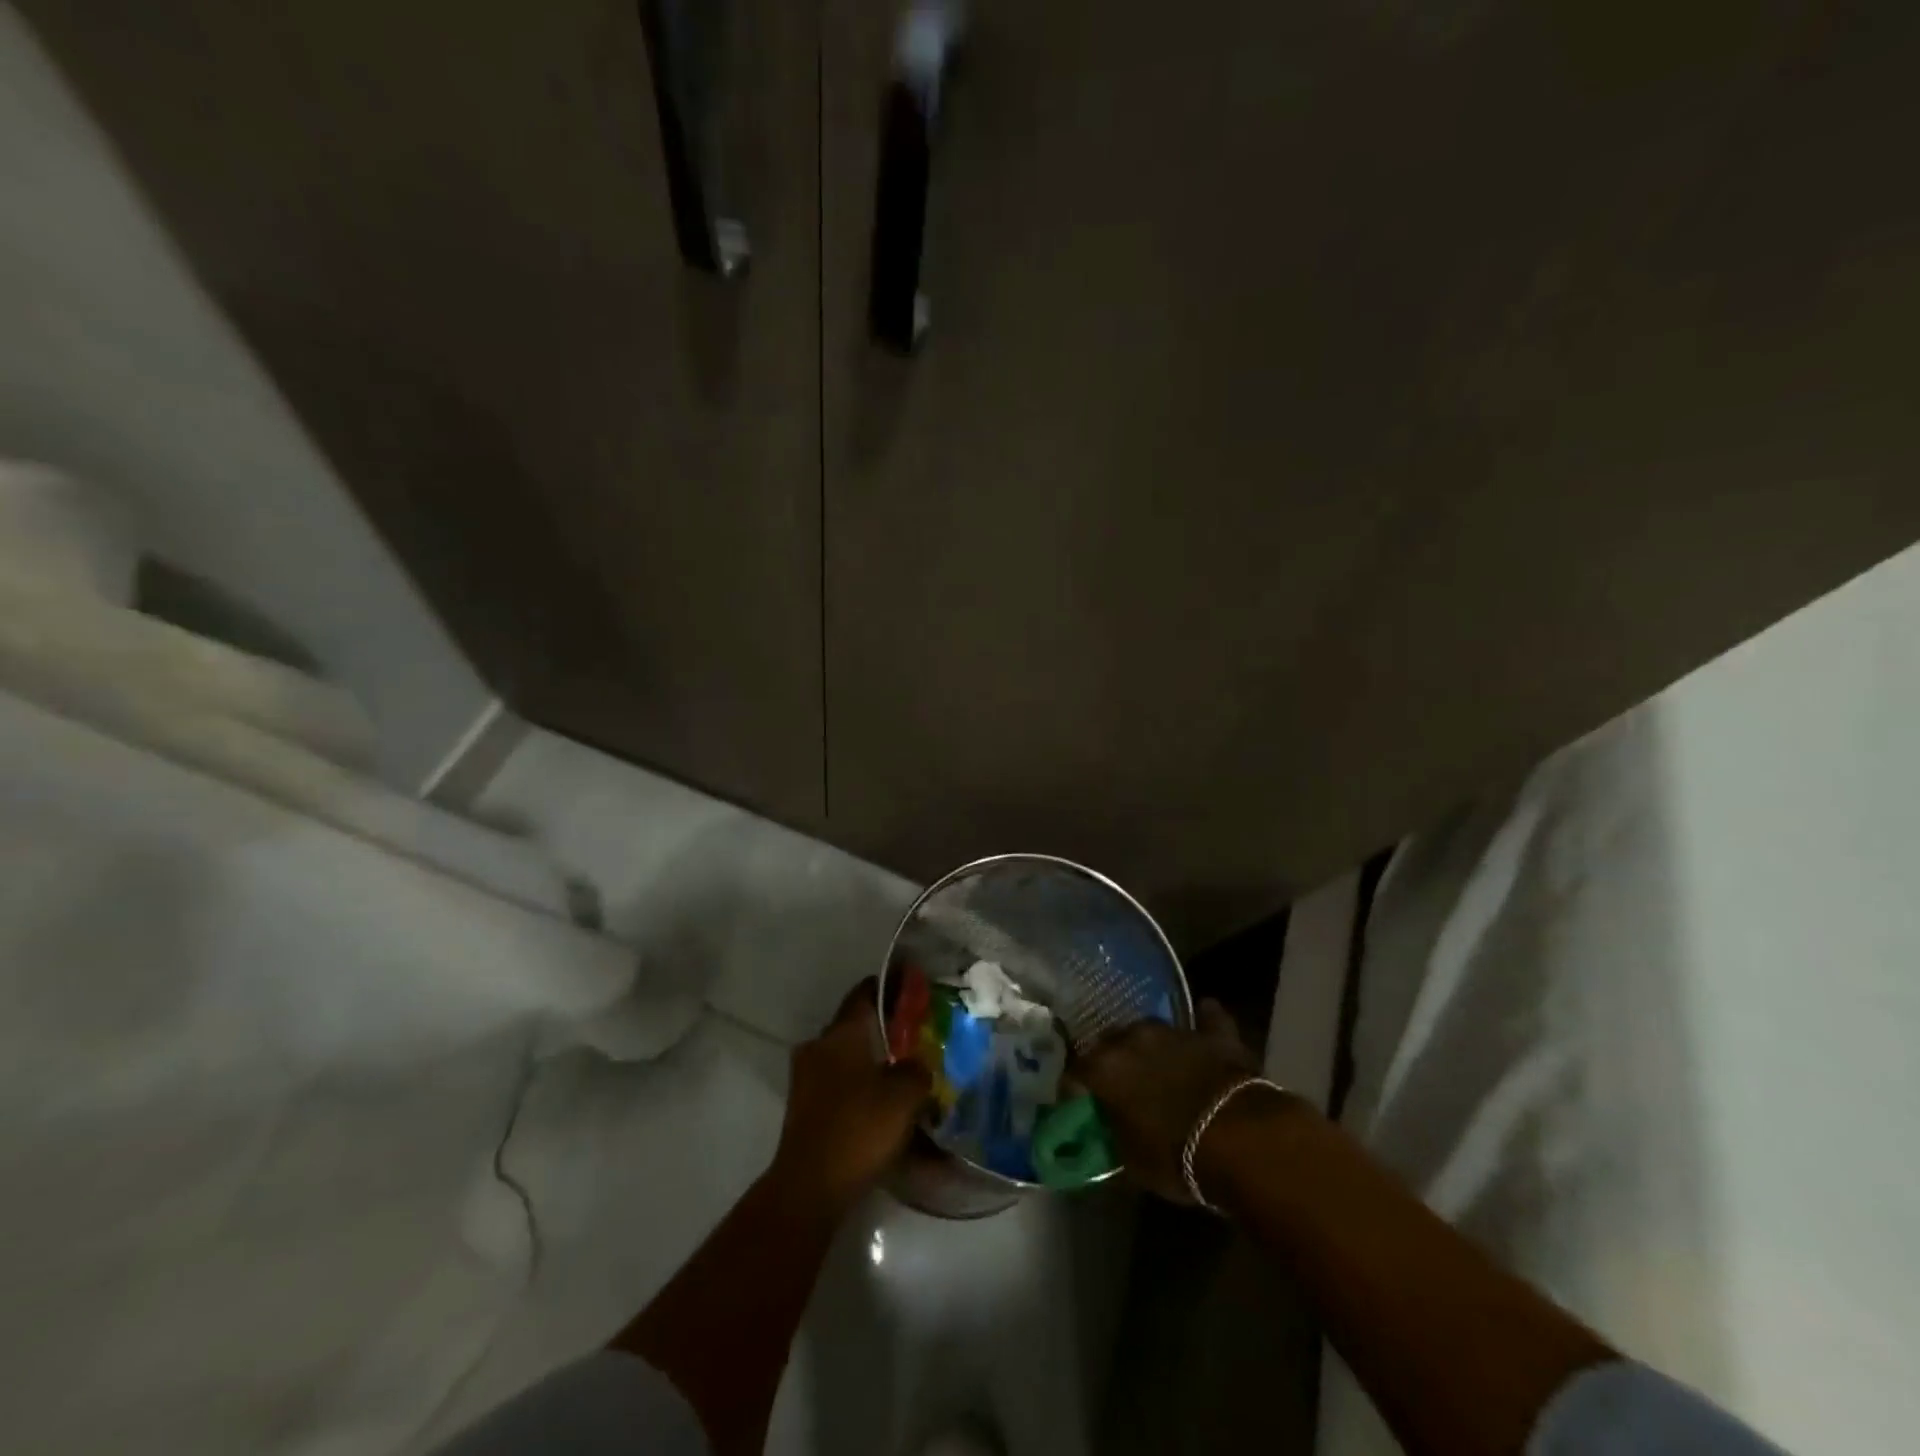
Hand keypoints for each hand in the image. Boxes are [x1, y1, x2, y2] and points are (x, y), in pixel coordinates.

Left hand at [769, 979, 931, 1212]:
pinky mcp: (804, 1107)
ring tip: (902, 1073)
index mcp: (842, 1032)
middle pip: (856, 1025)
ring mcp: (806, 1077)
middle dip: (884, 1028)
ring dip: (872, 1061)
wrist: (810, 1187)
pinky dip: (860, 1087)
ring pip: (847, 1056)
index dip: (891, 986)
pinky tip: (882, 1104)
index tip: (914, 986)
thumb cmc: (860, 1128)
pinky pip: (839, 1084)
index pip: (866, 992)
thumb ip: (917, 1071)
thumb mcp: (905, 1095)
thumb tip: (916, 1065)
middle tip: (915, 1035)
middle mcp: (820, 1045)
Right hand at [1076, 999, 1260, 1201]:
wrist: (1239, 1139)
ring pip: (1152, 1029)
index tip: (1079, 1097)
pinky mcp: (1215, 1034)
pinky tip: (1205, 1017)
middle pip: (1112, 1040)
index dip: (1076, 1084)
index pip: (1077, 1069)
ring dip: (1150, 1044)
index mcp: (1106, 1067)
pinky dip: (1205, 1022)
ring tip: (1156, 1061)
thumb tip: (1107, 1126)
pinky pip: (1208, 1020)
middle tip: (1119, 1080)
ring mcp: (1175, 1031)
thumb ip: (1114, 1133)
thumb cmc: (1176, 1156)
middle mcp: (1134, 1038)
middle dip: (1113, 1057)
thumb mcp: (1132, 1161)